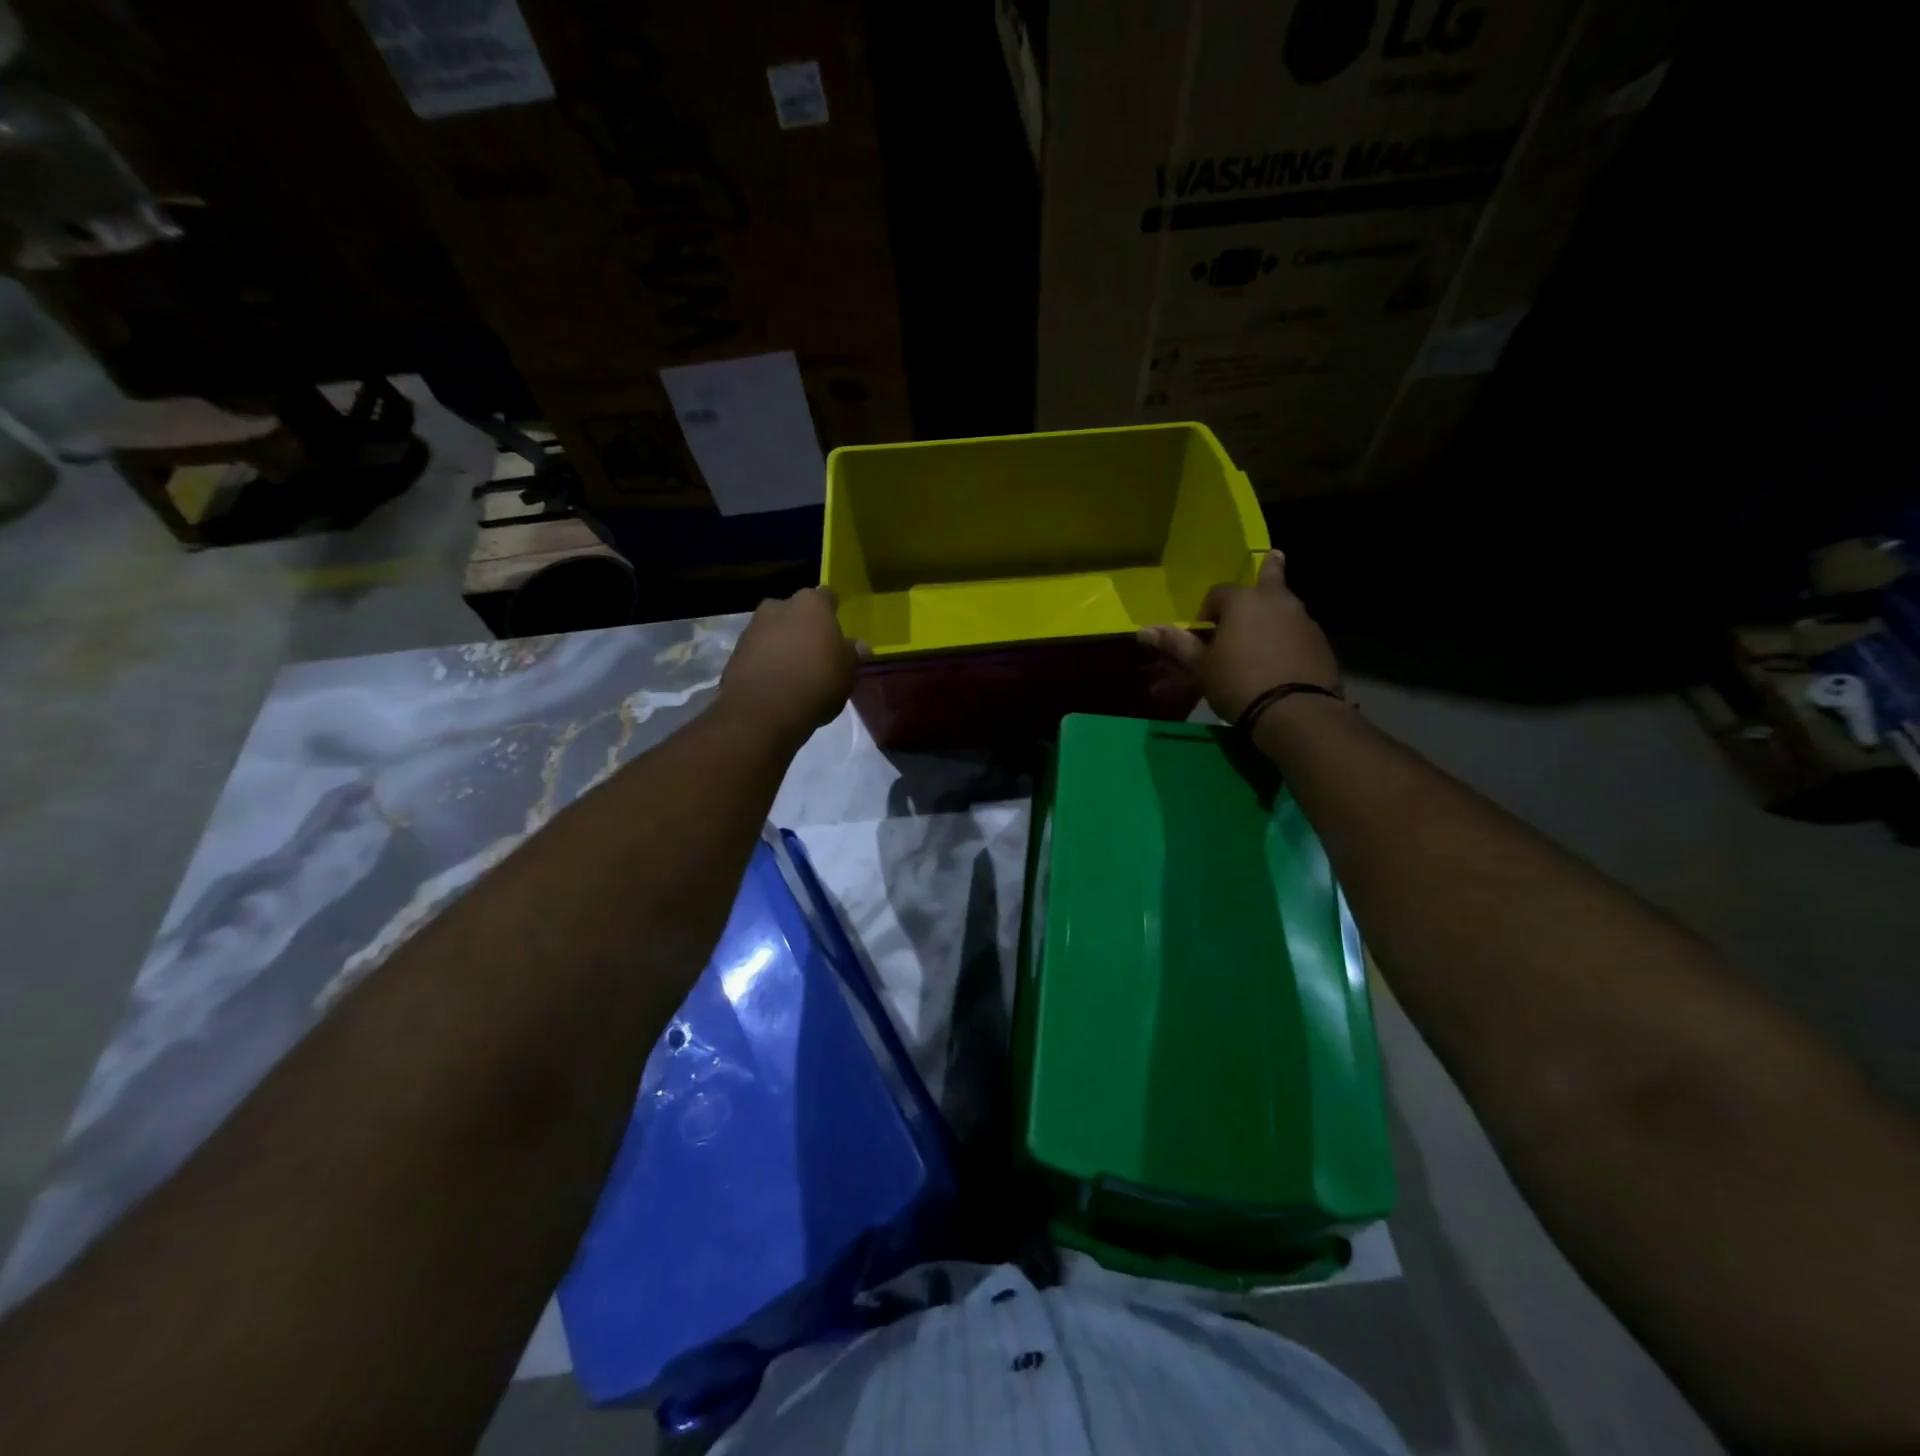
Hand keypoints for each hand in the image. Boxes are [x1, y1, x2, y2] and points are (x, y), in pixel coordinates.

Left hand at [720, 586, 862, 738]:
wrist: (763, 711)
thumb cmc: (816, 682)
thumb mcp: (847, 672)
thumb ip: (852, 654)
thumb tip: (858, 645)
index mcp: (811, 604)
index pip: (827, 597)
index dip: (833, 612)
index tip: (837, 630)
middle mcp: (779, 606)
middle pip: (796, 611)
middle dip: (804, 626)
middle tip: (816, 652)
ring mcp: (753, 628)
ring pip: (774, 630)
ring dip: (783, 644)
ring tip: (795, 671)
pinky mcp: (735, 652)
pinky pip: (758, 651)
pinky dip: (766, 661)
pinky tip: (777, 683)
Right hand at [1139, 550, 1339, 721]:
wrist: (1294, 711)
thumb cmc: (1237, 682)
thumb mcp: (1201, 667)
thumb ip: (1176, 644)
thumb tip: (1143, 630)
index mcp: (1242, 602)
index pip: (1219, 592)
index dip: (1208, 609)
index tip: (1204, 631)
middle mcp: (1277, 602)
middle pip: (1270, 578)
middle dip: (1269, 569)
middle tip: (1274, 556)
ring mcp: (1304, 621)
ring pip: (1286, 606)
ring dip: (1276, 610)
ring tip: (1268, 628)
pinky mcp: (1321, 644)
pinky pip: (1299, 632)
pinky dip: (1289, 637)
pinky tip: (1283, 658)